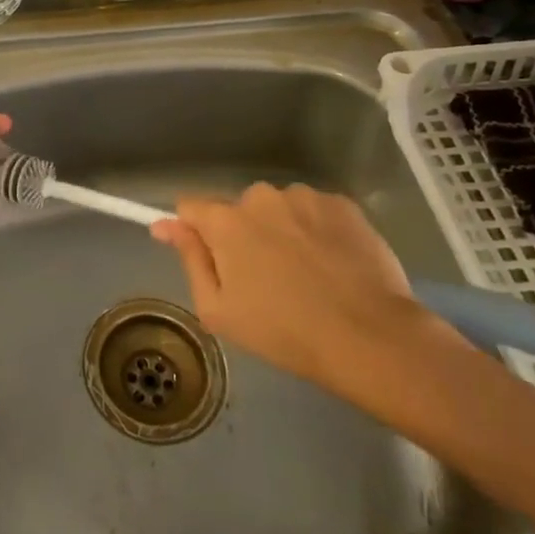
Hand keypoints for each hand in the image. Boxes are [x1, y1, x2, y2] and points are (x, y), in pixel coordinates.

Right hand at [150, 183, 461, 403]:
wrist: (371, 337)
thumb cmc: (284, 332)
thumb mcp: (218, 310)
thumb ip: (190, 259)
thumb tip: (164, 224)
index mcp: (226, 221)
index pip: (191, 207)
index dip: (194, 231)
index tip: (209, 258)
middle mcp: (261, 196)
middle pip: (238, 209)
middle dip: (244, 234)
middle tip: (266, 279)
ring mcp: (305, 196)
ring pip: (279, 209)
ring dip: (282, 231)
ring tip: (307, 274)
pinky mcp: (343, 204)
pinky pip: (315, 212)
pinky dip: (317, 231)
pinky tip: (334, 265)